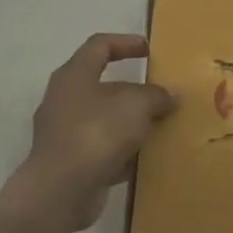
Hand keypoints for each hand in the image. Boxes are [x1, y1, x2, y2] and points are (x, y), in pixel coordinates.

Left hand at [16, 33, 176, 230]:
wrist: (62, 189)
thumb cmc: (98, 132)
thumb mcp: (138, 105)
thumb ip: (157, 96)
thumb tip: (170, 97)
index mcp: (75, 75)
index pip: (100, 45)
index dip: (126, 42)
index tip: (150, 50)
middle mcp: (63, 99)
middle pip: (101, 84)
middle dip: (133, 89)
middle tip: (160, 93)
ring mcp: (63, 132)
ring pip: (103, 118)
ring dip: (129, 121)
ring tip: (159, 126)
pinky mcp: (68, 162)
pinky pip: (101, 148)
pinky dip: (122, 150)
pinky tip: (145, 157)